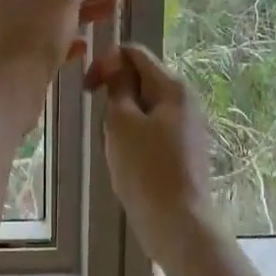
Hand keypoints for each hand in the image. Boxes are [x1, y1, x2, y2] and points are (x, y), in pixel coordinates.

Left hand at [0, 0, 124, 112]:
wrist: (4, 95)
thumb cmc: (30, 38)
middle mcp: (12, 2)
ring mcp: (17, 31)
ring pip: (60, 16)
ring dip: (89, 11)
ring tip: (120, 8)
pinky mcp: (25, 58)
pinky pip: (53, 42)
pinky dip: (71, 40)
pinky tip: (88, 45)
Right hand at [84, 43, 216, 265]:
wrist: (177, 222)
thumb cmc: (145, 169)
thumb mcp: (121, 122)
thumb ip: (118, 86)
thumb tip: (116, 64)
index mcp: (173, 87)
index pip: (134, 53)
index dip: (106, 63)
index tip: (86, 89)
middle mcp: (186, 100)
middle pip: (141, 79)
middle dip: (115, 94)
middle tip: (103, 125)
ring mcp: (188, 126)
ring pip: (145, 107)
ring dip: (123, 119)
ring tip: (116, 148)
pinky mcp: (184, 149)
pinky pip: (153, 129)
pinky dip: (136, 137)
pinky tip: (129, 162)